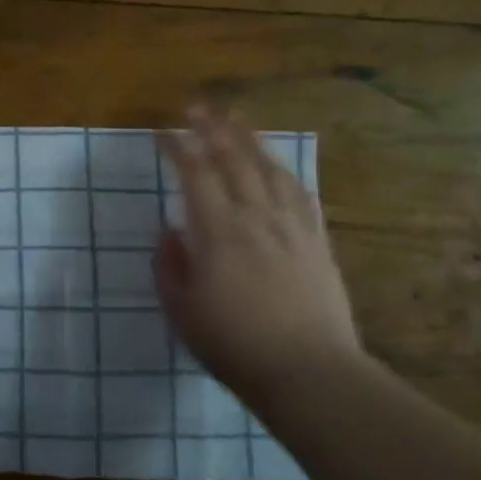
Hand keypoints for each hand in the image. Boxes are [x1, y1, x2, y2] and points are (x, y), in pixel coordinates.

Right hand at [155, 109, 359, 395]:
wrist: (309, 373)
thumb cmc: (234, 345)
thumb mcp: (182, 310)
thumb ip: (169, 265)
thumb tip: (169, 230)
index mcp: (218, 231)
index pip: (195, 173)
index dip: (178, 147)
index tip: (163, 131)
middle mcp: (256, 217)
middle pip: (234, 160)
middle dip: (212, 129)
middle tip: (197, 106)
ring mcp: (291, 227)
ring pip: (270, 169)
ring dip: (250, 139)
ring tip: (237, 118)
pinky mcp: (317, 242)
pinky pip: (300, 194)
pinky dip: (284, 172)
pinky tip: (279, 165)